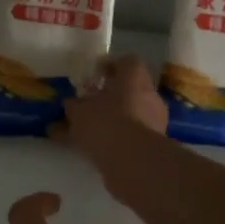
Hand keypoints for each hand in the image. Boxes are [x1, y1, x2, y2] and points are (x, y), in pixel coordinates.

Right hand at [52, 56, 167, 166]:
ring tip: (87, 133)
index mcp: (134, 77)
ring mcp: (155, 120)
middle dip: (109, 98)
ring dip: (112, 121)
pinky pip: (131, 136)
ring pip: (130, 115)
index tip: (94, 77)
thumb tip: (70, 105)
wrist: (133, 161)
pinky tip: (94, 150)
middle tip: (88, 106)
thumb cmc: (105, 123)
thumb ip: (73, 107)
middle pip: (129, 90)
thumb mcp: (79, 112)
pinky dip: (115, 140)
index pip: (127, 62)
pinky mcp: (153, 144)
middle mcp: (149, 94)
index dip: (110, 67)